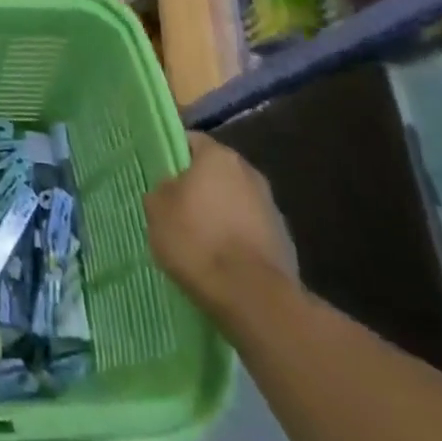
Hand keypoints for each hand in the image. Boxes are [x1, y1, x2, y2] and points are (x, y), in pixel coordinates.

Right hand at [145, 134, 294, 310]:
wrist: (254, 299)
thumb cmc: (198, 241)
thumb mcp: (157, 209)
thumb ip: (161, 190)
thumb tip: (171, 190)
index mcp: (219, 156)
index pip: (190, 141)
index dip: (172, 156)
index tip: (159, 177)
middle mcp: (249, 173)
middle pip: (215, 172)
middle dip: (198, 187)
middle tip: (176, 209)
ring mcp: (271, 209)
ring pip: (234, 202)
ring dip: (219, 214)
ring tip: (198, 241)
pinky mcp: (284, 243)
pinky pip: (250, 232)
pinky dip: (236, 240)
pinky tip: (221, 262)